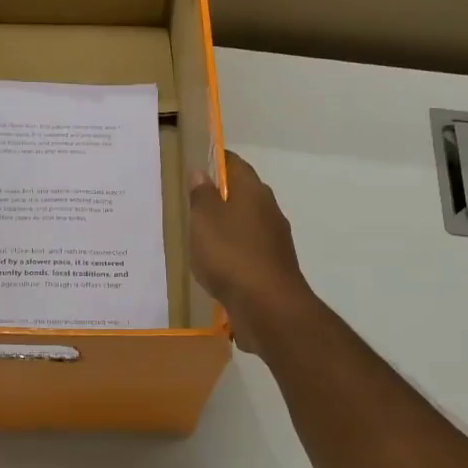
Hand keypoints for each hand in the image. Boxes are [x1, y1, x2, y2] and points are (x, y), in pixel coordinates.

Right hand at [188, 152, 319, 357]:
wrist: (267, 306)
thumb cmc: (230, 254)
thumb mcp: (204, 220)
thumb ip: (202, 195)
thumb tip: (202, 172)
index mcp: (252, 191)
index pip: (234, 164)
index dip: (216, 160)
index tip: (196, 163)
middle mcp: (268, 210)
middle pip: (243, 193)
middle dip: (221, 195)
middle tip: (192, 201)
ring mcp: (275, 240)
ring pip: (247, 223)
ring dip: (228, 225)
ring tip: (201, 234)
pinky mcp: (273, 266)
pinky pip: (249, 249)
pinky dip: (234, 250)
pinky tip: (217, 263)